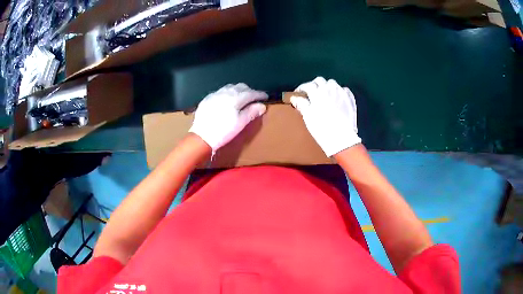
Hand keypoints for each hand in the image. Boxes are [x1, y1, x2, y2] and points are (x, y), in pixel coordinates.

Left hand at [189, 83, 267, 150]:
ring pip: (230, 87)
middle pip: (241, 87)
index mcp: (235, 98)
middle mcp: (225, 93)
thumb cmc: (223, 132)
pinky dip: (227, 93)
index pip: (251, 93)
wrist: (201, 137)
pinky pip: (220, 91)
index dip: (259, 94)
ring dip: (238, 90)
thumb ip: (251, 112)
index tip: (265, 97)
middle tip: (254, 98)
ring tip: (242, 97)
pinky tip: (227, 100)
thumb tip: (262, 106)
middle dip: (249, 90)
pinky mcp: (207, 99)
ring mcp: (215, 94)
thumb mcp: (240, 124)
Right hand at [290, 77, 360, 156]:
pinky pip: (344, 90)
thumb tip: (295, 98)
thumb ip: (302, 104)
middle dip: (314, 85)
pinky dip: (339, 92)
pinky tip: (337, 98)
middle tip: (311, 93)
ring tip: (324, 95)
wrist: (341, 138)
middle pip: (320, 81)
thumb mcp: (308, 117)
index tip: (298, 94)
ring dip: (327, 87)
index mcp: (317, 93)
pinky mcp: (350, 99)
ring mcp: (341, 93)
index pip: (307, 85)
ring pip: (332, 83)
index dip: (301, 89)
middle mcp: (329, 89)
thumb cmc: (322, 128)